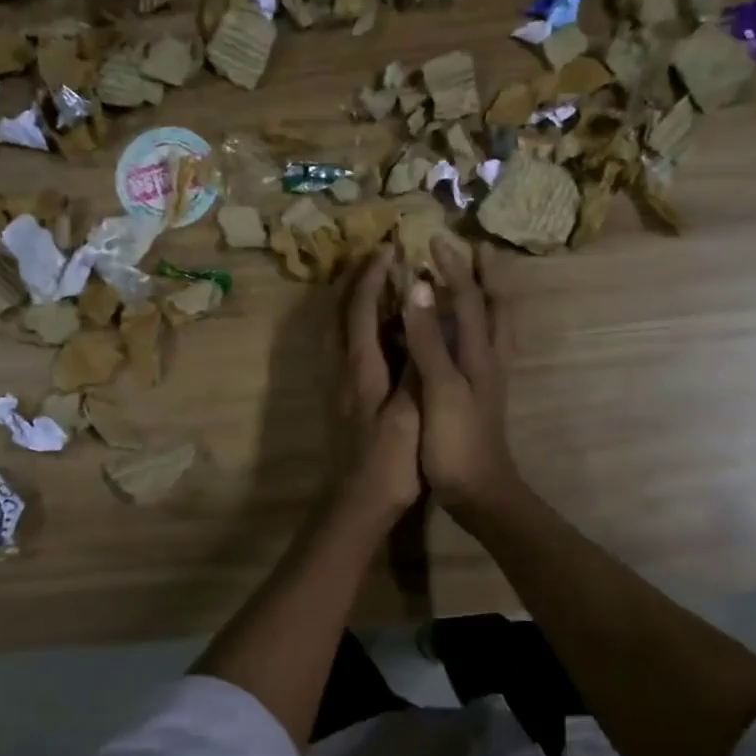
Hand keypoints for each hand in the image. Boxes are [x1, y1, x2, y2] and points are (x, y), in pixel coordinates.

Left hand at [335, 247, 421, 521]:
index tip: (388, 250)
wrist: (357, 506)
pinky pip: (343, 350)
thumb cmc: (389, 464)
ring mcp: (339, 387)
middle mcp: (342, 371)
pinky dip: (354, 328)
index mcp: (360, 370)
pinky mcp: (343, 402)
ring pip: (336, 332)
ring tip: (372, 286)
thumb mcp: (410, 415)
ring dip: (350, 302)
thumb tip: (418, 318)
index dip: (373, 278)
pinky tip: (373, 334)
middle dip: (354, 282)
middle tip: (374, 258)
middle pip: (339, 314)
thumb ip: (415, 367)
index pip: (361, 310)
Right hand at [401, 237, 519, 518]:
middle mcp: (491, 359)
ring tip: (480, 280)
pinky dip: (482, 327)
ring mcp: (491, 379)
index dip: (452, 268)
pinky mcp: (484, 397)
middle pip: (496, 307)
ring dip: (490, 298)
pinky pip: (488, 348)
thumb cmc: (457, 442)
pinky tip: (470, 334)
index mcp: (480, 354)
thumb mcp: (440, 388)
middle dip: (487, 276)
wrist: (480, 492)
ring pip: (497, 328)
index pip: (469, 298)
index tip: (434, 240)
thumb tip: (419, 288)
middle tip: (477, 250)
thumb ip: (429, 339)